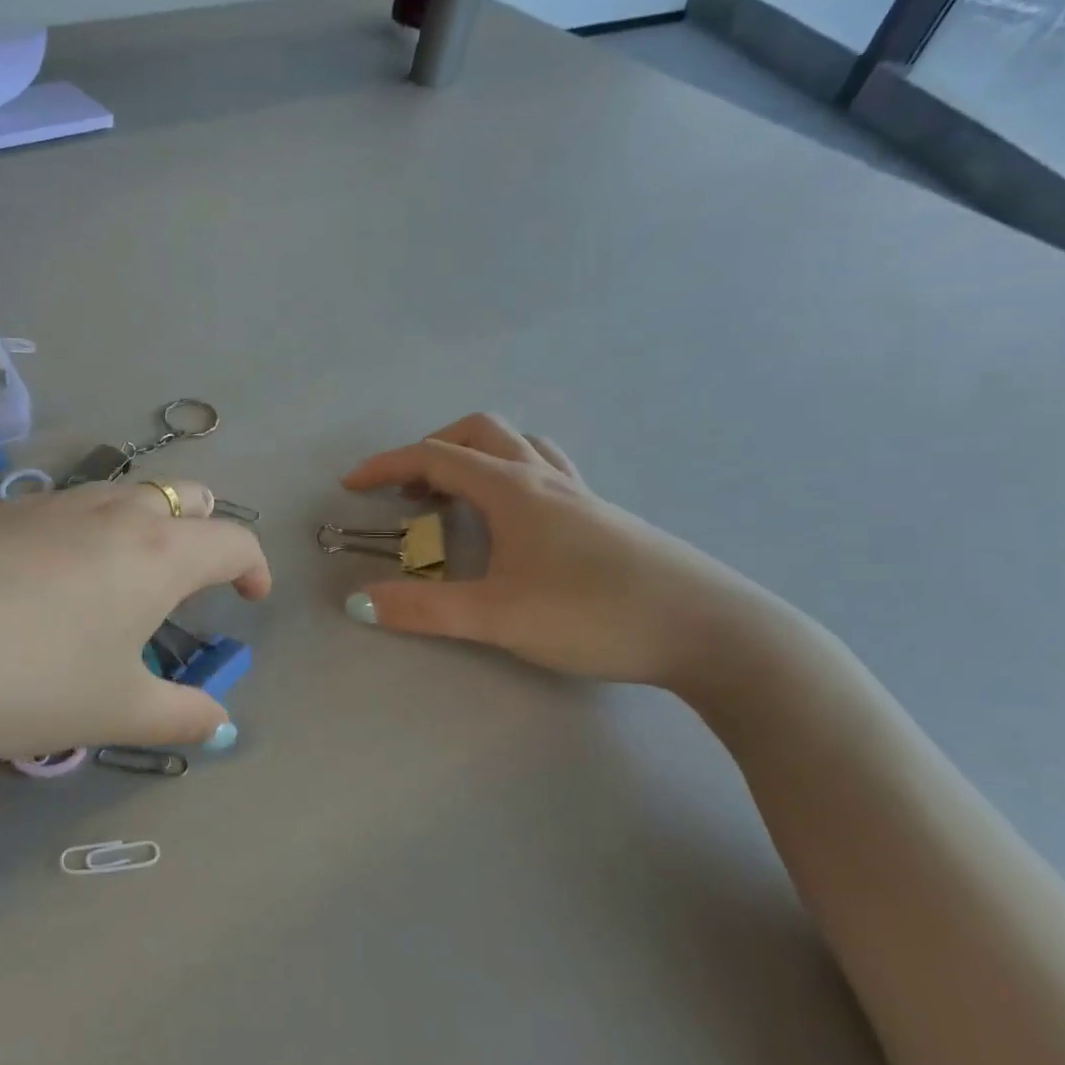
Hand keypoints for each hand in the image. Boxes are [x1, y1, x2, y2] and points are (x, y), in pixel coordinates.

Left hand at [0, 479, 269, 796]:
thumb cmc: (26, 681)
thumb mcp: (114, 711)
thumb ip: (180, 717)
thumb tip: (220, 723)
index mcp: (156, 553)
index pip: (233, 538)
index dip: (254, 566)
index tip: (252, 598)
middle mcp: (108, 513)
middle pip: (181, 494)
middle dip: (202, 526)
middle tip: (194, 575)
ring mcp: (44, 505)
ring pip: (117, 496)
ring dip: (139, 527)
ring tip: (119, 584)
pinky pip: (57, 512)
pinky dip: (78, 536)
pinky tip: (39, 588)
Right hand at [340, 415, 769, 693]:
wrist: (712, 632)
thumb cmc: (596, 614)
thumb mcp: (498, 616)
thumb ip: (423, 610)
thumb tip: (357, 602)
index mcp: (514, 490)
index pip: (436, 458)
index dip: (387, 466)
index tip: (351, 487)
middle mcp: (546, 479)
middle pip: (481, 433)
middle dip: (433, 450)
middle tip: (409, 490)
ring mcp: (582, 496)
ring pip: (520, 448)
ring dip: (477, 458)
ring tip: (457, 498)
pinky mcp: (605, 519)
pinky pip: (547, 473)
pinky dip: (511, 477)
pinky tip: (514, 521)